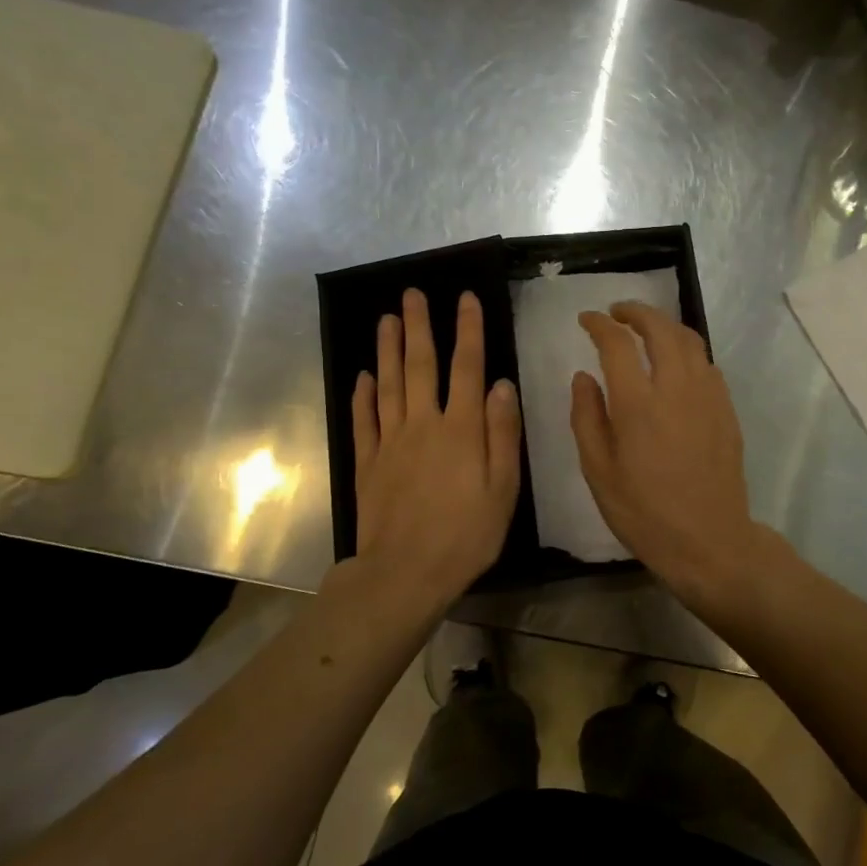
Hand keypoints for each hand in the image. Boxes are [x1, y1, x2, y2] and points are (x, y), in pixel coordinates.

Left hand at [350, 289, 522, 618]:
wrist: (406, 572)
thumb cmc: (467, 534)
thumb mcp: (504, 488)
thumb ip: (503, 433)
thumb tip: (502, 384)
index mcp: (462, 429)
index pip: (468, 368)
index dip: (468, 331)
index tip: (465, 298)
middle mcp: (423, 424)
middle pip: (420, 366)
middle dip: (419, 327)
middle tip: (412, 293)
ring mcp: (390, 442)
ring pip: (388, 385)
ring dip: (387, 349)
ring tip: (386, 319)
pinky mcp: (368, 463)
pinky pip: (364, 420)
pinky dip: (363, 395)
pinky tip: (363, 376)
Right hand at [569, 302, 774, 616]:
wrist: (709, 540)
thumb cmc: (644, 513)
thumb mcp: (598, 472)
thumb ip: (587, 417)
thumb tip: (583, 376)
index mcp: (638, 404)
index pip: (617, 343)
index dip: (600, 324)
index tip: (587, 319)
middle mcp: (676, 388)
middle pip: (661, 328)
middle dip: (636, 312)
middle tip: (617, 313)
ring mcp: (708, 396)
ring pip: (690, 340)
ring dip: (665, 326)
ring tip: (647, 330)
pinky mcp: (726, 409)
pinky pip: (707, 363)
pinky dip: (687, 351)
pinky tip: (675, 365)